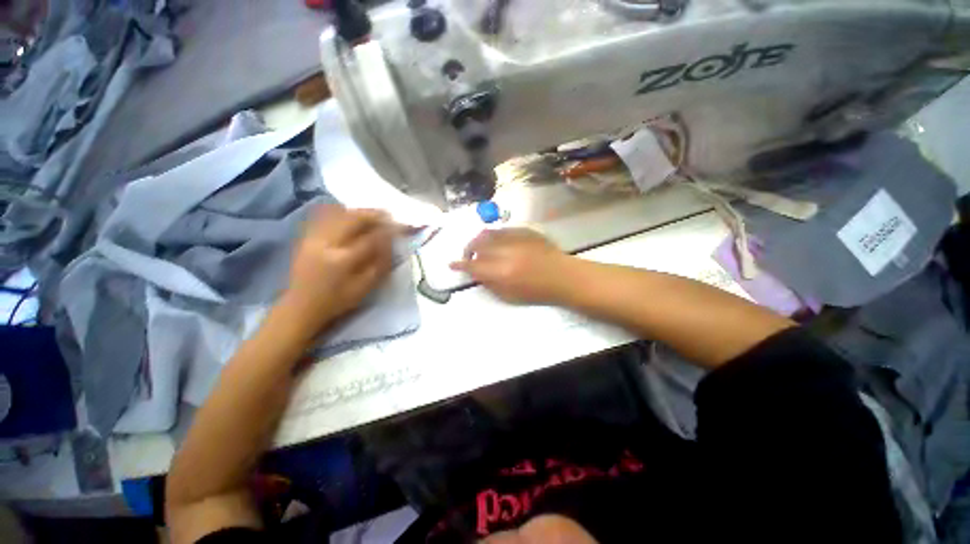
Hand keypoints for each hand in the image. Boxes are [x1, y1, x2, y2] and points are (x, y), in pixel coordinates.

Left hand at [280, 205, 398, 337]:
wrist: (301, 305)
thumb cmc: (337, 300)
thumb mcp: (365, 288)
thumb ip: (380, 264)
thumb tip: (391, 244)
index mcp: (343, 260)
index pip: (371, 238)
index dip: (388, 231)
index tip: (399, 228)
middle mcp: (326, 243)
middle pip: (353, 219)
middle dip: (374, 215)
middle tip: (388, 216)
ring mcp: (313, 237)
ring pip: (338, 213)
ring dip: (359, 212)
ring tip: (372, 216)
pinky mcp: (306, 236)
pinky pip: (324, 216)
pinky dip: (341, 212)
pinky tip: (351, 217)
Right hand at [450, 228, 572, 304]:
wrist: (562, 276)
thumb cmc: (536, 291)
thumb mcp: (508, 296)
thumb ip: (489, 283)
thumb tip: (477, 273)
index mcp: (499, 271)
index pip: (472, 265)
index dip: (460, 264)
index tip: (452, 264)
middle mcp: (503, 251)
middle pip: (476, 244)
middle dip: (468, 250)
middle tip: (469, 257)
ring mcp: (514, 238)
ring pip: (487, 233)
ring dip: (479, 241)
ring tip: (481, 248)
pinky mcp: (523, 230)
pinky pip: (502, 230)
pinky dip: (494, 237)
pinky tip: (499, 243)